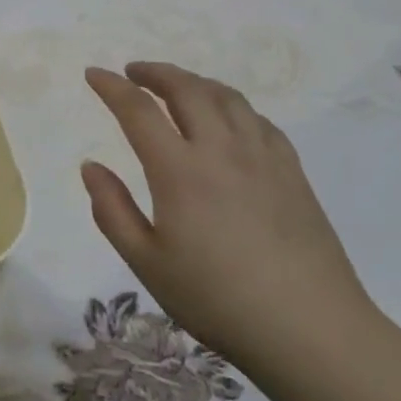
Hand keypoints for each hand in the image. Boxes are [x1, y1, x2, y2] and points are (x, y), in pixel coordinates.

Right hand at [81, 62, 373, 371]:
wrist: (309, 328)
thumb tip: (90, 166)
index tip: (93, 74)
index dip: (111, 87)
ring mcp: (262, 156)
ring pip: (226, 97)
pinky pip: (258, 119)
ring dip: (194, 82)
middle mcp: (220, 149)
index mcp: (179, 170)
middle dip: (155, 72)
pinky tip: (227, 120)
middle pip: (186, 88)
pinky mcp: (292, 171)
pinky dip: (231, 106)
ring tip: (176, 87)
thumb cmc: (216, 299)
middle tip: (133, 72)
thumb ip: (111, 210)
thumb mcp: (146, 263)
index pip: (138, 110)